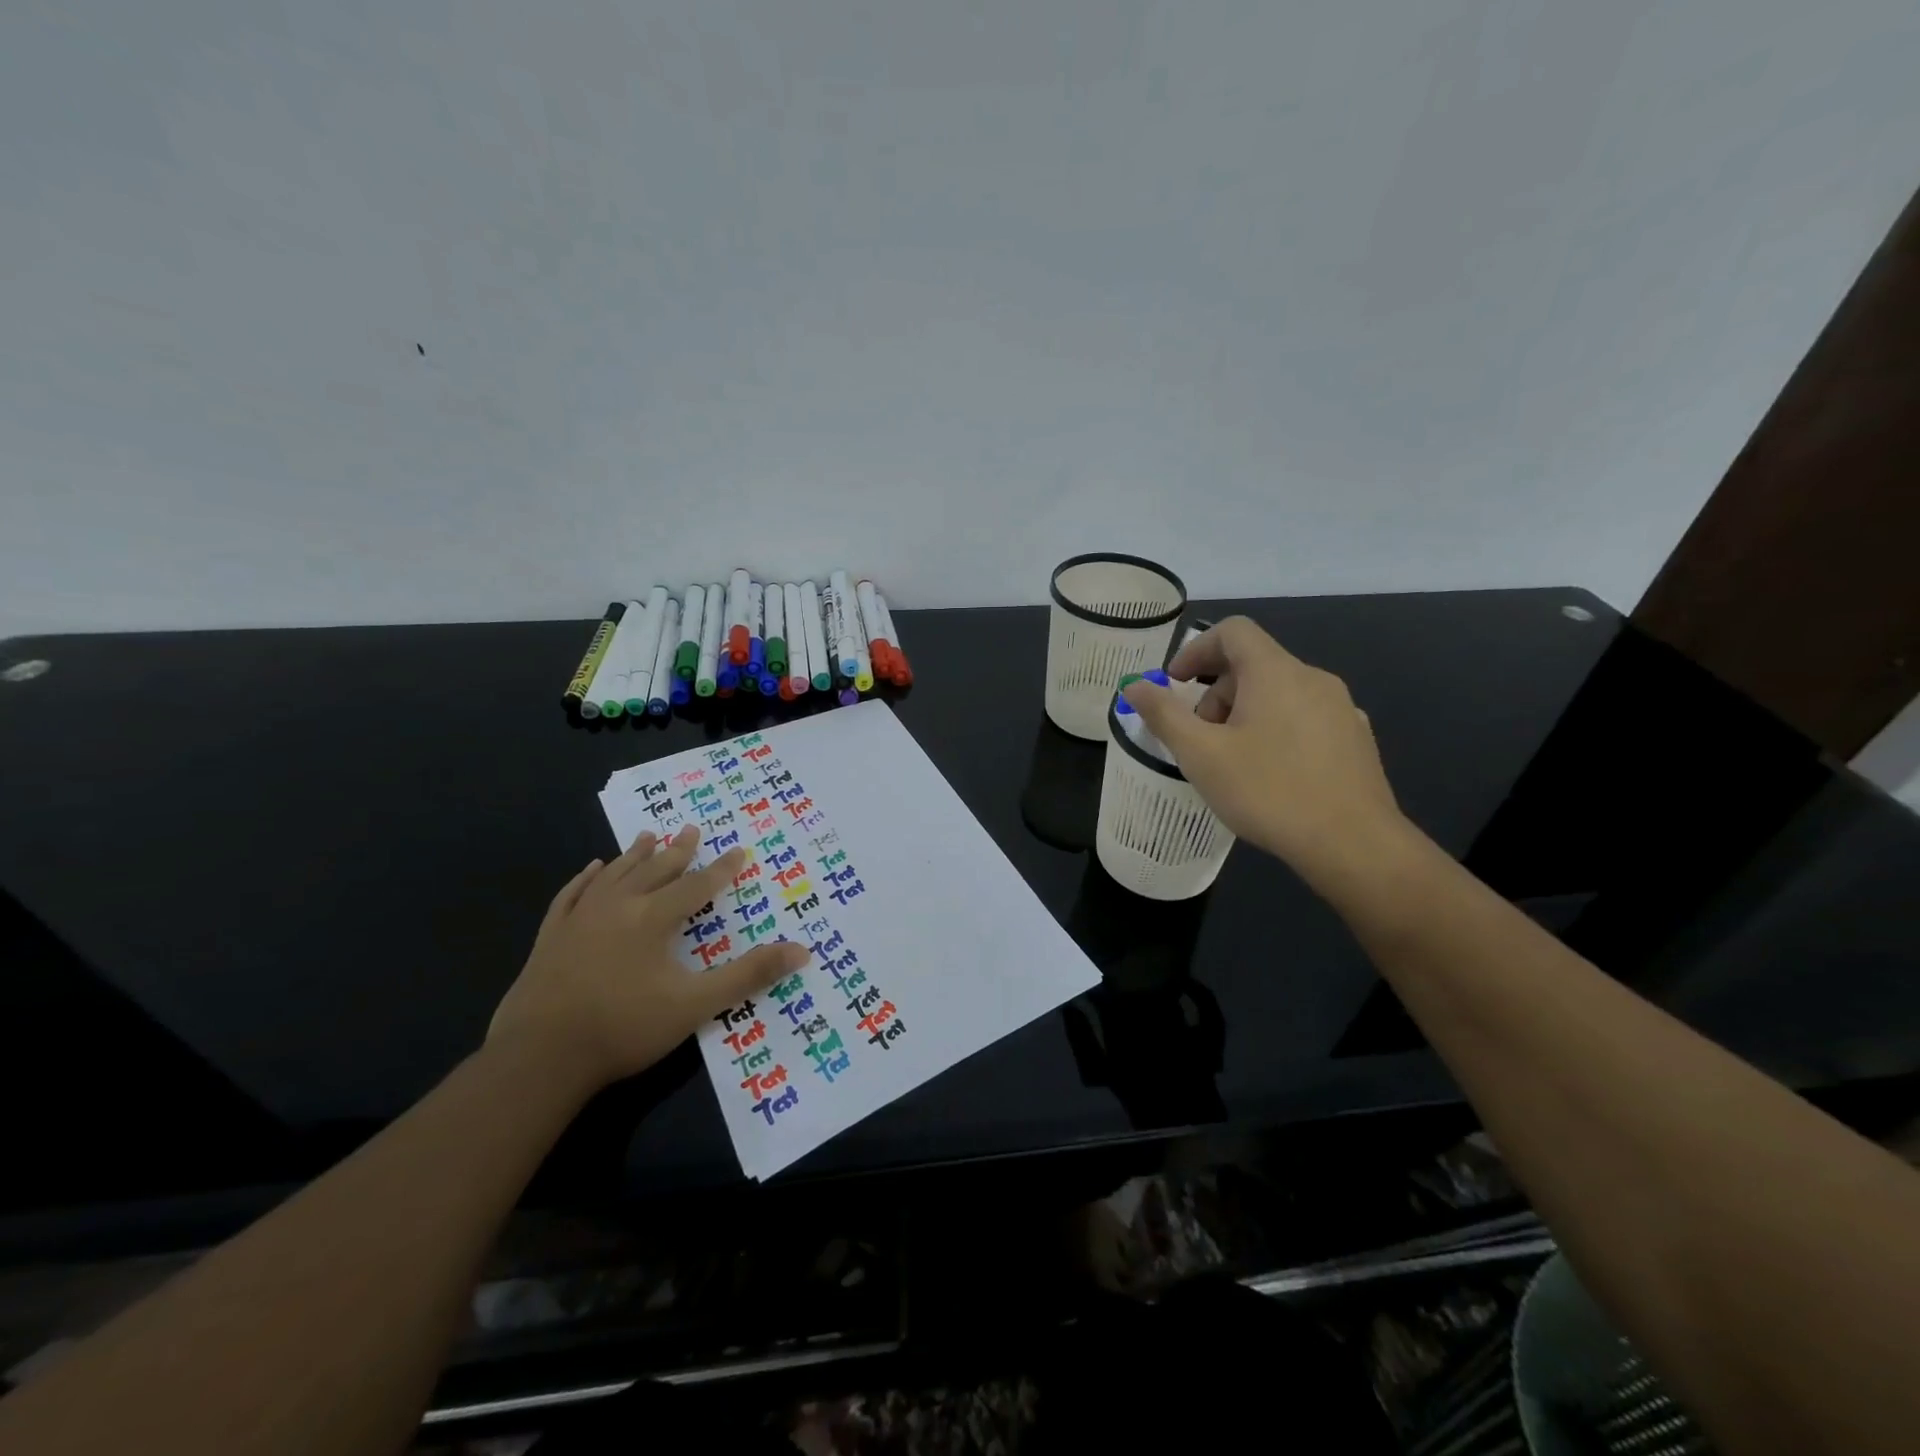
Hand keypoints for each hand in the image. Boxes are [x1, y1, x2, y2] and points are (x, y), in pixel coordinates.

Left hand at [489, 825, 808, 1088]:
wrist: (539, 1058)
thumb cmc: (624, 1028)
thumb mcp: (695, 1005)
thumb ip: (748, 975)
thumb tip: (802, 951)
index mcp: (653, 919)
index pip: (697, 885)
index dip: (721, 869)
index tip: (739, 850)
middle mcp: (618, 907)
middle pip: (655, 869)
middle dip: (678, 850)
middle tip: (692, 828)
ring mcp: (579, 919)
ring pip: (614, 875)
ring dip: (634, 855)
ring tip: (648, 836)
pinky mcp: (550, 937)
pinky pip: (571, 895)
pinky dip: (585, 879)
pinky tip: (591, 870)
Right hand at [1121, 617, 1412, 892]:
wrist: (1353, 844)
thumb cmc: (1268, 791)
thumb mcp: (1201, 754)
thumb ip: (1164, 714)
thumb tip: (1134, 685)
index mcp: (1275, 672)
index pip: (1233, 631)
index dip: (1196, 650)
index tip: (1175, 685)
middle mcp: (1313, 678)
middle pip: (1254, 664)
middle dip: (1216, 692)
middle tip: (1199, 737)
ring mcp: (1341, 708)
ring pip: (1280, 692)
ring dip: (1245, 713)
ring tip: (1232, 760)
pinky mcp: (1356, 739)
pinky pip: (1305, 717)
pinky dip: (1276, 729)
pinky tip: (1271, 774)